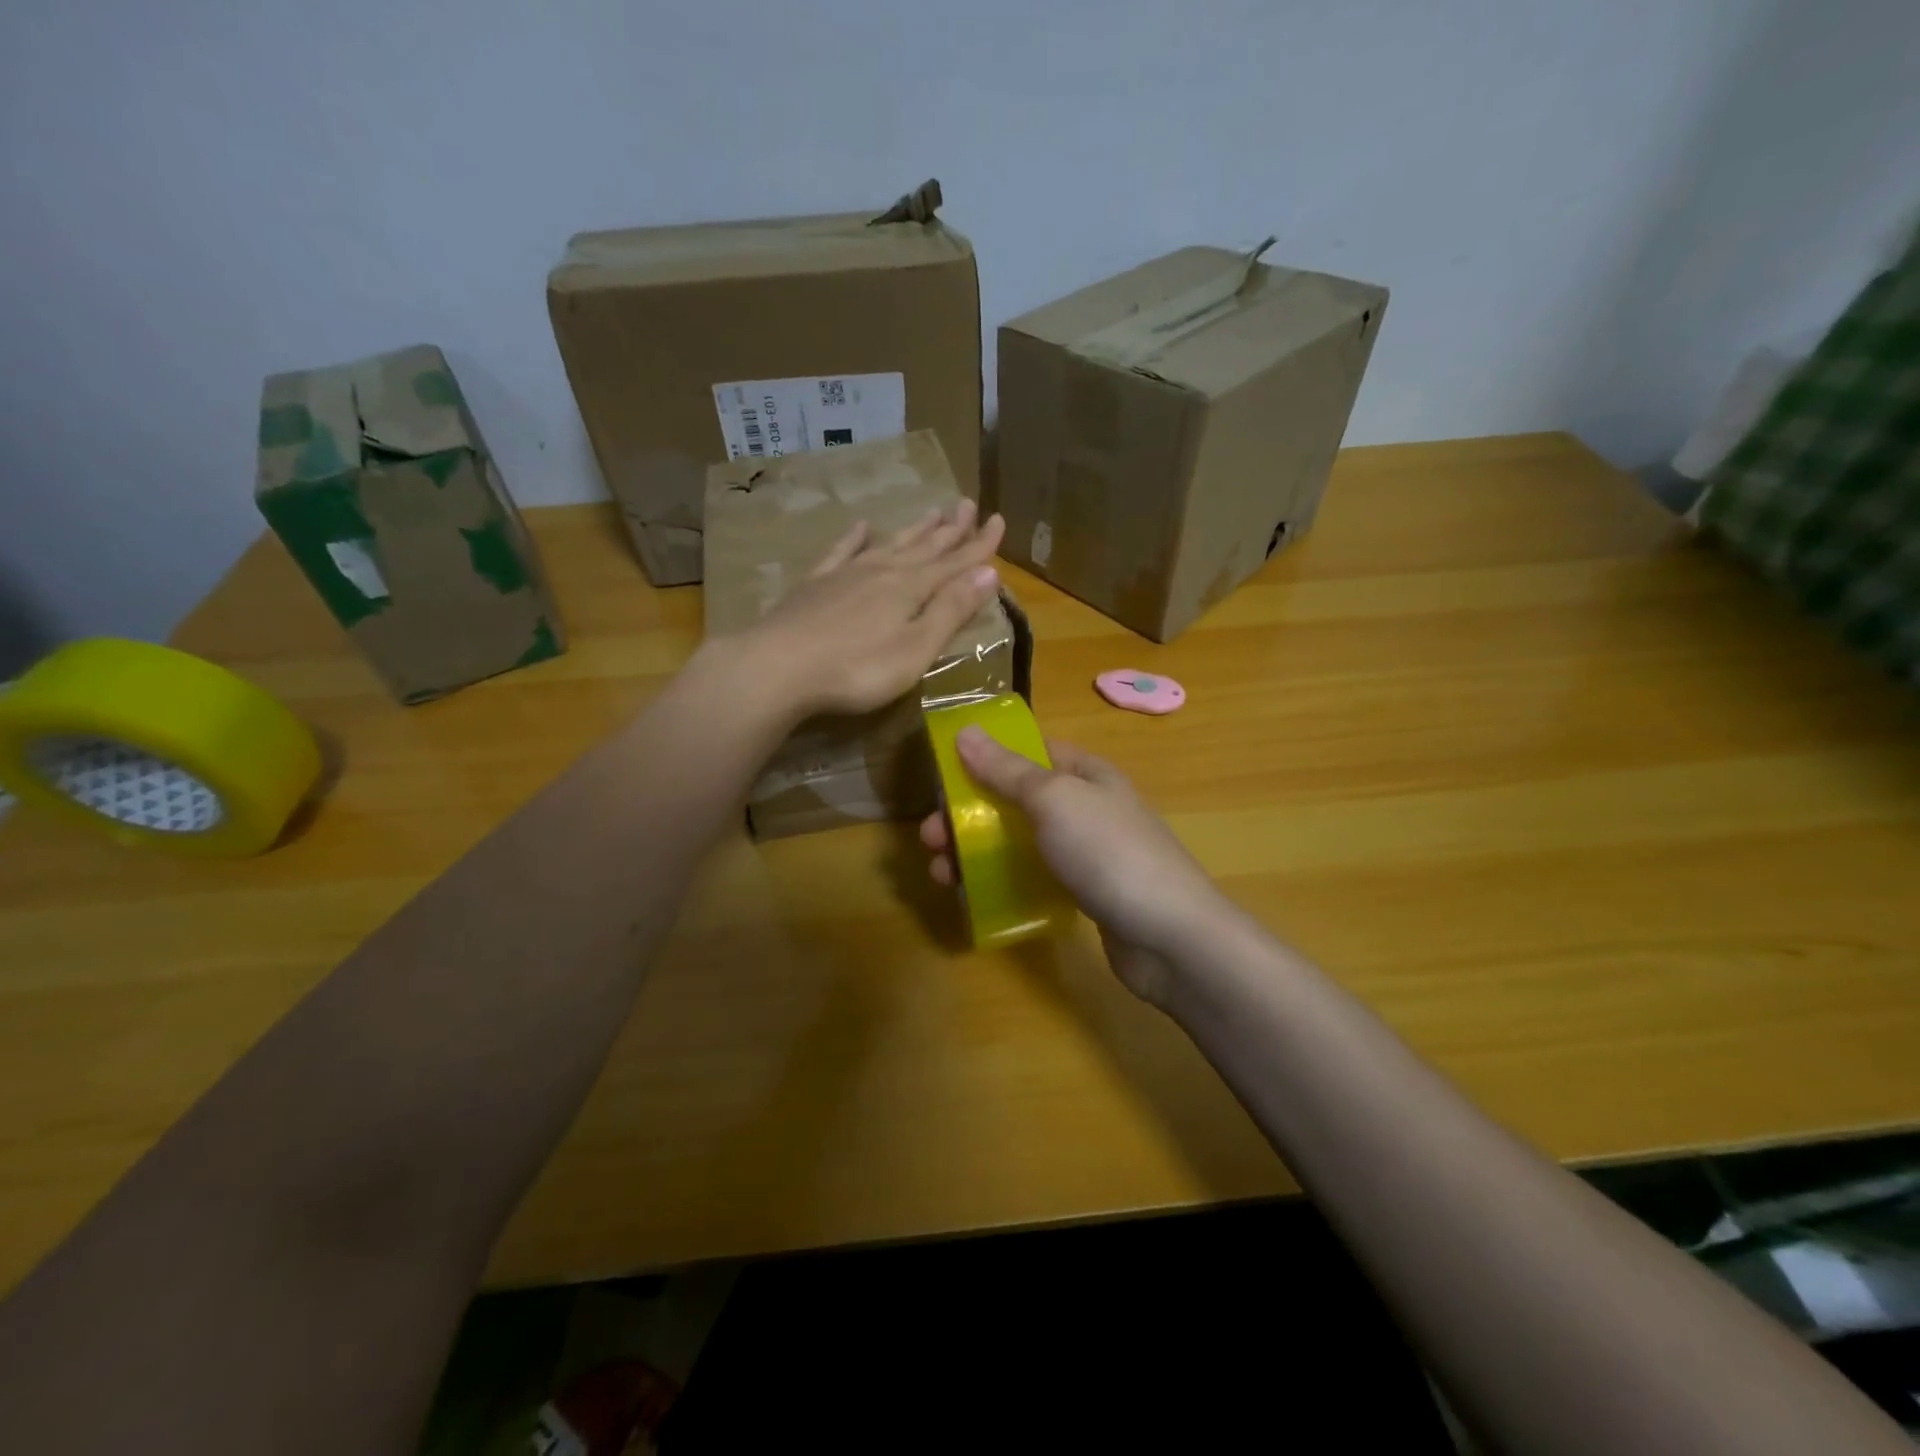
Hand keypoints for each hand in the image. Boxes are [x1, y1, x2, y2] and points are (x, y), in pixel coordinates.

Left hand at [723, 501, 1006, 721]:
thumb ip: (951, 611)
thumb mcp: (916, 649)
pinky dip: (855, 538)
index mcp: (911, 589)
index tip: (999, 520)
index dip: (980, 545)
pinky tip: (862, 526)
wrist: (777, 667)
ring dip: (914, 529)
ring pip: (889, 544)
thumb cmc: (856, 669)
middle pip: (924, 547)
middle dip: (950, 529)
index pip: (955, 563)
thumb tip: (989, 573)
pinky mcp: (814, 585)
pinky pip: (841, 552)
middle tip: (967, 503)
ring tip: (932, 511)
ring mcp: (846, 574)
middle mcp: (882, 572)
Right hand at [919, 728, 1229, 1004]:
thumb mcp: (1054, 799)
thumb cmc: (1109, 853)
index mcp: (1085, 773)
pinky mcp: (1085, 893)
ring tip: (941, 874)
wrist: (1170, 936)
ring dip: (976, 852)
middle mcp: (1086, 806)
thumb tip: (966, 730)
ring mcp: (1087, 853)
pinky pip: (1034, 877)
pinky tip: (974, 897)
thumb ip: (1007, 769)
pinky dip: (1002, 881)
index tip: (944, 776)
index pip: (1029, 751)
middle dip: (969, 814)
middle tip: (929, 837)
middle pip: (1016, 800)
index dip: (985, 758)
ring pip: (1020, 841)